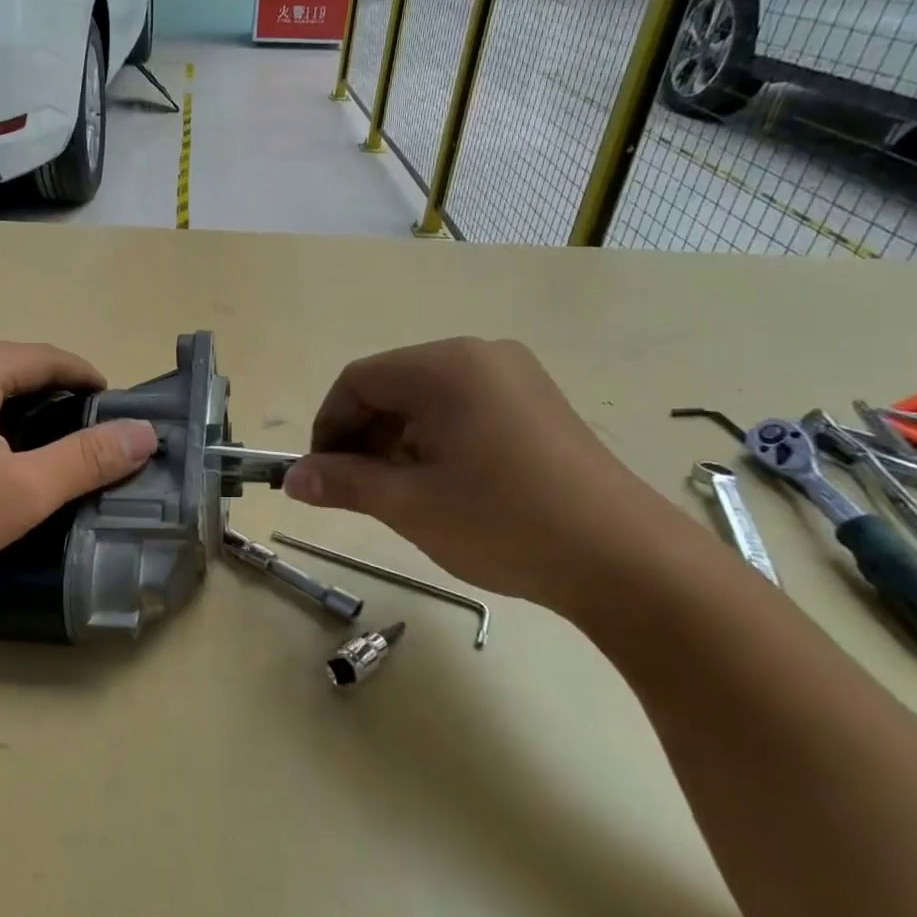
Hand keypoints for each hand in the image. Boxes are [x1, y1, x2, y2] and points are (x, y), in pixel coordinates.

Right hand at [284, 338, 687, 614]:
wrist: (625, 560)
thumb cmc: (503, 522)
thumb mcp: (410, 504)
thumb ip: (344, 483)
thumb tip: (291, 479)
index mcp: (445, 367)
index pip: (358, 381)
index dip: (328, 428)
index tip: (320, 477)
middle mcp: (480, 356)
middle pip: (392, 386)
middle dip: (362, 437)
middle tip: (356, 490)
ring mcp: (515, 378)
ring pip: (426, 401)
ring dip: (397, 442)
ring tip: (399, 494)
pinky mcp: (536, 405)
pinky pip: (463, 410)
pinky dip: (435, 442)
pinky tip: (442, 485)